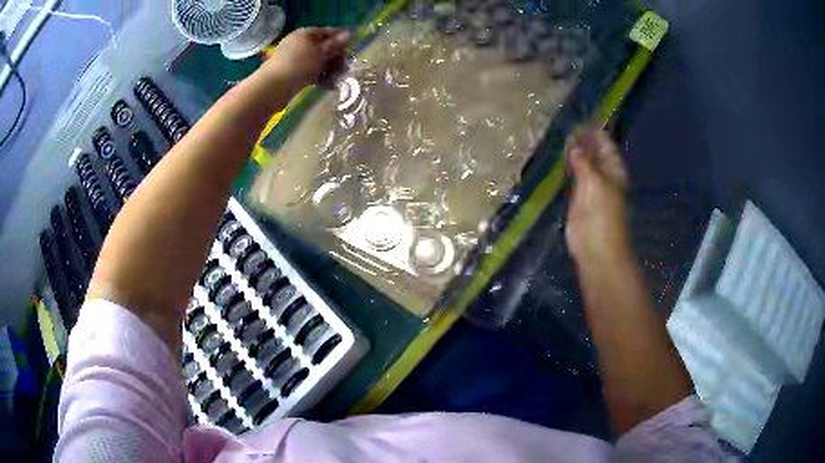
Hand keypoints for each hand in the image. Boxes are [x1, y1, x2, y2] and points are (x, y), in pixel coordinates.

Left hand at [258, 28, 349, 89]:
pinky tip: (327, 86)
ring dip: (329, 69)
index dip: (340, 39)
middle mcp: (299, 43)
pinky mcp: (291, 72)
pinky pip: (309, 71)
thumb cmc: (299, 65)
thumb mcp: (321, 53)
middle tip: (345, 68)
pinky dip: (319, 77)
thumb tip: (347, 34)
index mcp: (305, 34)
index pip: (327, 32)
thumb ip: (334, 45)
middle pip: (323, 47)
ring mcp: (294, 58)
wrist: (273, 87)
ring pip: (317, 61)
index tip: (351, 49)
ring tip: (337, 79)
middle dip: (335, 58)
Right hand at [565, 129, 631, 267]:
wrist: (596, 250)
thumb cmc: (601, 216)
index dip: (591, 131)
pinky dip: (568, 168)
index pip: (604, 142)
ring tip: (559, 140)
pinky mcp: (580, 199)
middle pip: (593, 151)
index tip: (574, 121)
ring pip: (583, 164)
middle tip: (562, 129)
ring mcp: (592, 187)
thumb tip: (574, 143)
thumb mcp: (594, 183)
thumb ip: (584, 162)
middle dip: (581, 140)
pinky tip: (559, 162)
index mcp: (613, 169)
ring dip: (573, 153)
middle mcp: (604, 174)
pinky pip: (574, 177)